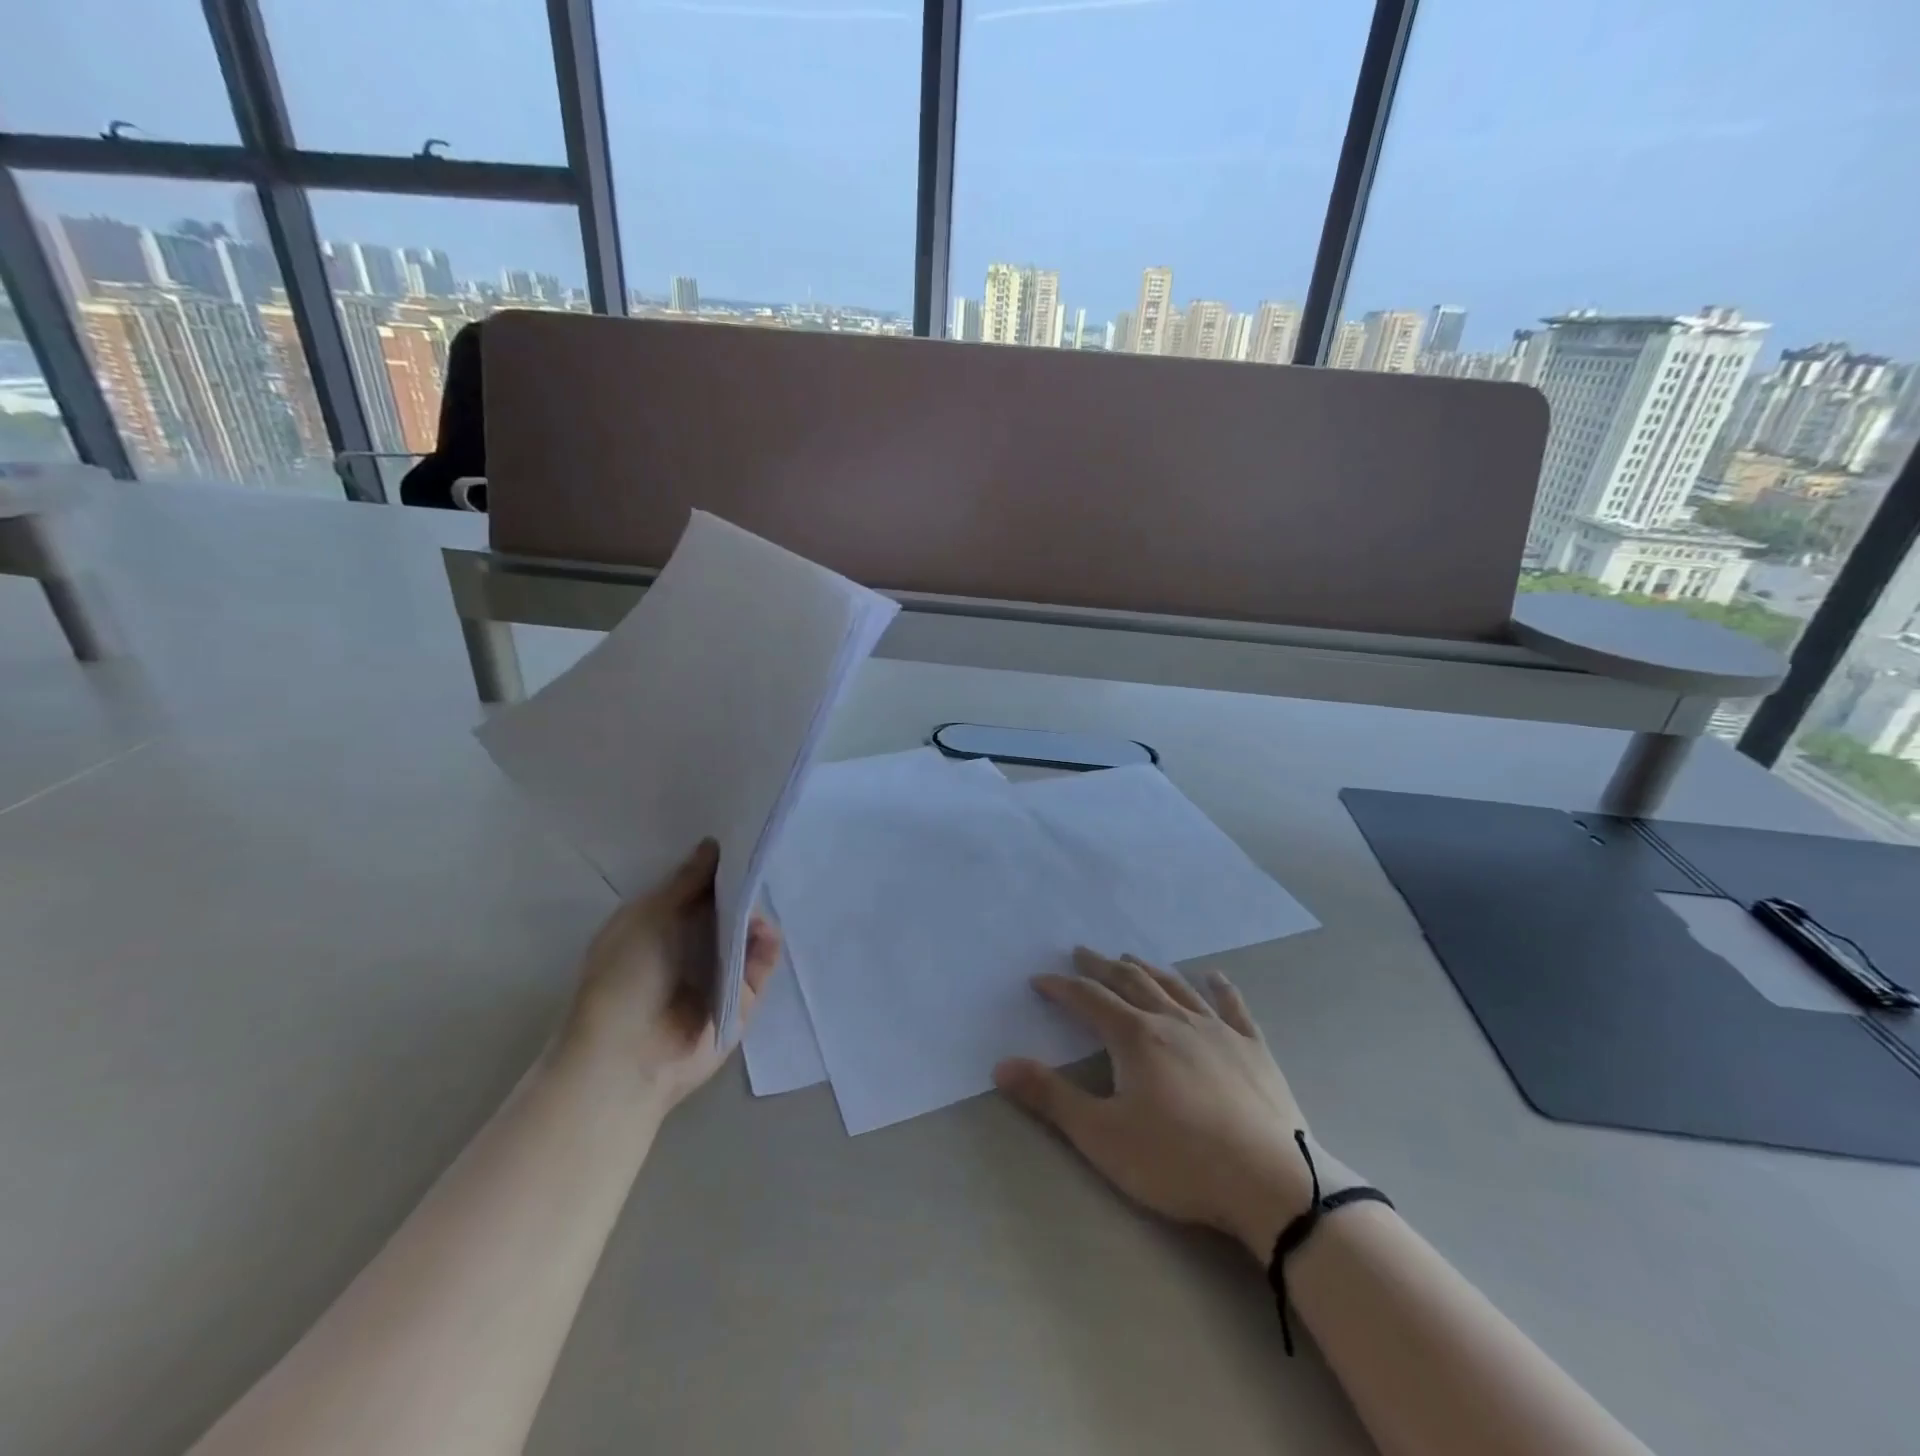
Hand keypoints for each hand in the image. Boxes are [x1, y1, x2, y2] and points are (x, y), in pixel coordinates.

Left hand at [561, 839, 781, 1111]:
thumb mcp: (648, 916)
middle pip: (726, 910)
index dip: (716, 867)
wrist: (627, 1058)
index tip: (741, 839)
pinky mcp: (741, 1001)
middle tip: (763, 862)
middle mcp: (689, 948)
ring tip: (763, 903)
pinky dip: (766, 950)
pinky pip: (761, 968)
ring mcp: (717, 976)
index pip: (696, 889)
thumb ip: (686, 882)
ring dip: (756, 918)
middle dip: (743, 889)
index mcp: (659, 926)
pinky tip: (767, 933)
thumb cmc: (624, 978)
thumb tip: (713, 844)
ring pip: (747, 936)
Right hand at [995, 949, 1345, 1260]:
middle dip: (1102, 966)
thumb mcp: (1102, 1136)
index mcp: (1135, 1037)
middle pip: (1130, 982)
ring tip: (1132, 957)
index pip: (1089, 999)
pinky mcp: (1253, 1048)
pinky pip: (1233, 1007)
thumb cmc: (1178, 1161)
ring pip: (1175, 987)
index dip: (1061, 987)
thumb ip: (1051, 1097)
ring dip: (1150, 969)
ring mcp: (1217, 1030)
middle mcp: (1173, 1020)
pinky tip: (1214, 976)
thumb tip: (1001, 1065)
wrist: (1271, 1183)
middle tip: (1083, 951)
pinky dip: (1220, 988)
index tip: (1040, 980)